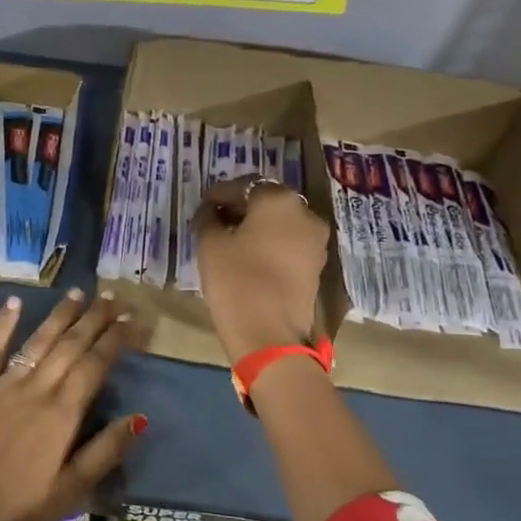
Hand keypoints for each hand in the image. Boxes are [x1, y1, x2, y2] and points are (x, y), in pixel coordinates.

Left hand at [0, 290, 144, 520]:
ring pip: (38, 341)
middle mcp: (37, 390)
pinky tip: (15, 302)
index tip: (131, 319)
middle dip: (93, 319)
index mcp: (63, 414)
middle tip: (110, 297)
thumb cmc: (20, 508)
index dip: (115, 340)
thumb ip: (105, 451)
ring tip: (77, 293)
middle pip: (70, 346)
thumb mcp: (72, 491)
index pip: (95, 365)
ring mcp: (3, 384)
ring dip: (59, 315)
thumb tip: (139, 417)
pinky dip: (4, 324)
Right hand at [192, 176, 330, 363]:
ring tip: (231, 240)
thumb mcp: (210, 244)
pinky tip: (249, 256)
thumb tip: (210, 211)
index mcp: (278, 199)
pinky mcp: (316, 264)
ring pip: (280, 222)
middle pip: (266, 201)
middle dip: (240, 207)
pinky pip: (289, 242)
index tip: (203, 207)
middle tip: (215, 221)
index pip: (243, 186)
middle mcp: (304, 212)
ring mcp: (315, 240)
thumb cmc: (235, 281)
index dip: (219, 195)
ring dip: (256, 226)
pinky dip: (270, 243)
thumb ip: (208, 218)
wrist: (270, 334)